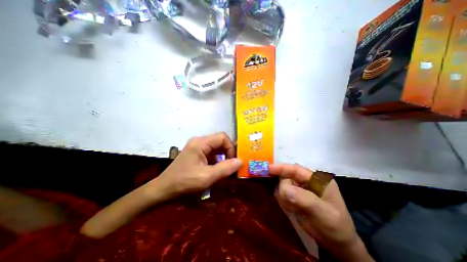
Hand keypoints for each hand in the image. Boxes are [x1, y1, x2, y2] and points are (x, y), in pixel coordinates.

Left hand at [157, 132, 244, 196]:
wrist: (163, 190)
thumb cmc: (184, 182)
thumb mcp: (207, 177)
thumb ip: (225, 168)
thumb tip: (241, 161)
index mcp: (200, 143)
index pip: (222, 137)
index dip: (231, 147)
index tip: (233, 161)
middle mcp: (199, 141)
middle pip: (220, 141)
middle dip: (228, 153)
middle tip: (231, 166)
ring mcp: (197, 147)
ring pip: (217, 148)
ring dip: (223, 157)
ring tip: (225, 169)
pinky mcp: (197, 154)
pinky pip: (212, 153)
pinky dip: (218, 161)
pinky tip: (217, 170)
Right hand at [268, 164, 374, 261]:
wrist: (336, 245)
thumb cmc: (335, 227)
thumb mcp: (324, 213)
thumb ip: (304, 199)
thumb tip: (284, 189)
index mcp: (317, 178)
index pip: (296, 169)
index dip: (281, 168)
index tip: (268, 169)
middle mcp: (307, 180)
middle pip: (286, 177)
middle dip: (284, 189)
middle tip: (290, 204)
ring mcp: (300, 188)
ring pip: (282, 185)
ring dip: (284, 198)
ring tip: (295, 210)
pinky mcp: (294, 195)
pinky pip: (282, 194)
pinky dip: (284, 202)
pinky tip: (293, 210)